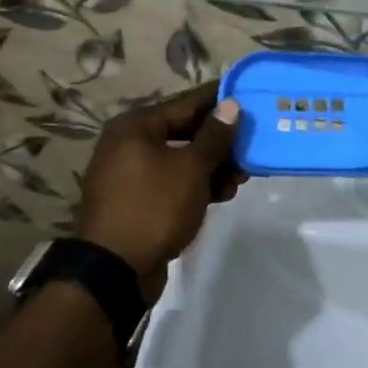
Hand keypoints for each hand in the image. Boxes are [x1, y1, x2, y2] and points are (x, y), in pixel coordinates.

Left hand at [75, 82, 241, 294]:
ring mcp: (132, 174)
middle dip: (221, 140)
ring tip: (242, 176)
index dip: (220, 100)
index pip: (187, 102)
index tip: (251, 96)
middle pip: (185, 131)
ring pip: (182, 159)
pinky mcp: (139, 201)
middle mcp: (130, 143)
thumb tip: (231, 105)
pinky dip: (197, 184)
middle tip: (253, 144)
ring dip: (213, 166)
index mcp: (137, 126)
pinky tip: (223, 194)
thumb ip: (214, 136)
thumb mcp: (191, 168)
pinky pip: (174, 182)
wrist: (114, 271)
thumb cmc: (154, 207)